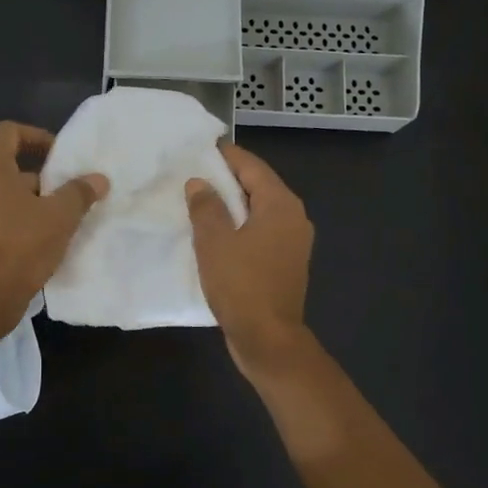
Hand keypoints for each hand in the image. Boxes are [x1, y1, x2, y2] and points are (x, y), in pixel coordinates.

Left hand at [0, 121, 107, 329]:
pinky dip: (17, 215)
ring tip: (60, 214)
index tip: (60, 155)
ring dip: (31, 197)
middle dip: (40, 173)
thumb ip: (80, 192)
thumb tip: (98, 180)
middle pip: (6, 162)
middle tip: (67, 187)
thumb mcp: (60, 215)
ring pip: (2, 190)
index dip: (37, 136)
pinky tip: (42, 235)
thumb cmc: (22, 244)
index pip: (8, 132)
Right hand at [186, 144, 315, 377]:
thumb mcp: (215, 242)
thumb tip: (200, 183)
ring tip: (199, 202)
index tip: (201, 148)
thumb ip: (206, 207)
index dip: (226, 156)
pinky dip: (240, 227)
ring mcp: (293, 242)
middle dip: (227, 180)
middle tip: (194, 174)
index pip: (252, 167)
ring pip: (259, 211)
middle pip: (258, 187)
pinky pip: (260, 233)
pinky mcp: (285, 263)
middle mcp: (294, 218)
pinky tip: (215, 234)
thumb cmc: (241, 285)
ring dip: (232, 206)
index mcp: (281, 205)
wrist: (268, 339)